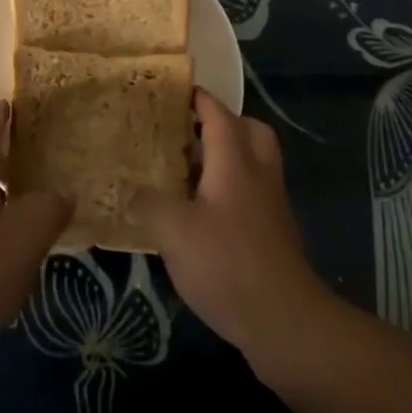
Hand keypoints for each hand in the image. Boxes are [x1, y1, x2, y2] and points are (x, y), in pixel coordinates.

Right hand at [132, 91, 335, 375]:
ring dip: (225, 159)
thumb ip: (147, 204)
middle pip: (248, 131)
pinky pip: (252, 193)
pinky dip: (230, 190)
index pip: (218, 113)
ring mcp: (271, 204)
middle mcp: (258, 172)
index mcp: (236, 160)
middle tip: (187, 133)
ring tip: (187, 172)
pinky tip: (201, 215)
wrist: (285, 321)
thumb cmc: (228, 263)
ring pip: (252, 163)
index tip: (174, 91)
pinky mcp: (273, 233)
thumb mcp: (174, 232)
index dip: (198, 99)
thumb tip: (126, 190)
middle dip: (221, 125)